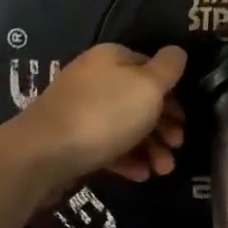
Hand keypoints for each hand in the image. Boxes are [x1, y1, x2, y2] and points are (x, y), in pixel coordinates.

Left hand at [0, 44, 185, 191]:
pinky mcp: (72, 139)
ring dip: (150, 147)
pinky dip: (127, 159)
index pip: (152, 68)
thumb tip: (178, 52)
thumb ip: (168, 68)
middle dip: (164, 126)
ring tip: (163, 170)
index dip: (173, 93)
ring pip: (126, 125)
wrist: (41, 154)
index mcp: (112, 58)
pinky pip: (107, 146)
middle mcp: (95, 78)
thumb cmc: (103, 115)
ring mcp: (81, 109)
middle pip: (140, 99)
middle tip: (177, 146)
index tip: (185, 120)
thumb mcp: (147, 87)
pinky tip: (141, 175)